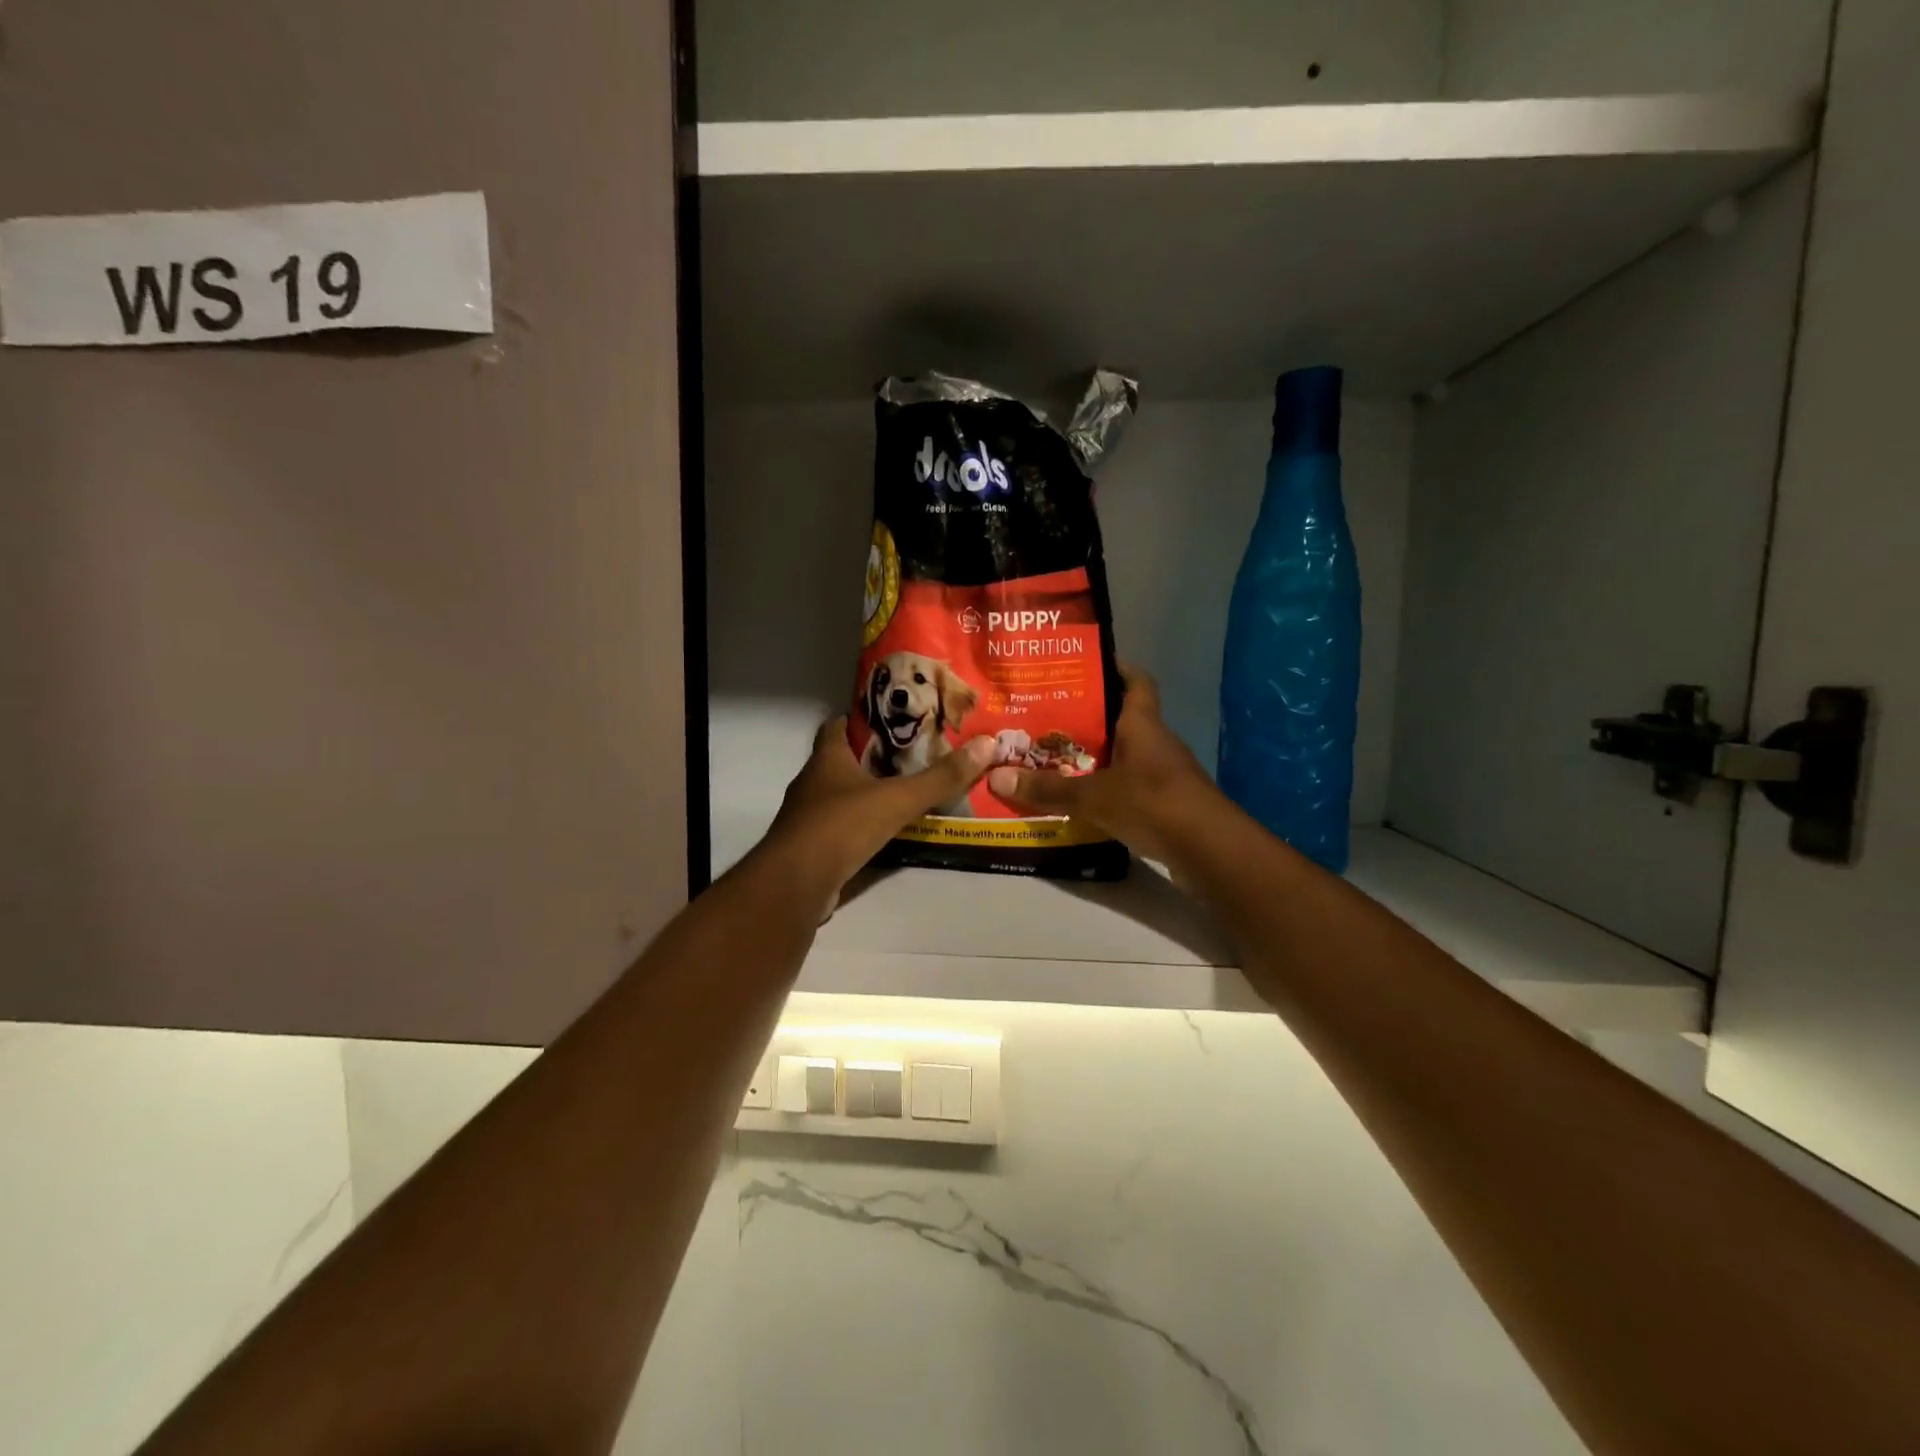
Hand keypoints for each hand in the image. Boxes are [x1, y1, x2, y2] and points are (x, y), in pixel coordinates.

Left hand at [760, 718, 995, 896]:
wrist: (795, 885)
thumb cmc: (841, 827)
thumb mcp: (897, 798)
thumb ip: (941, 777)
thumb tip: (987, 744)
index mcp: (826, 759)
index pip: (838, 725)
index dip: (862, 719)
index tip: (896, 719)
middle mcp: (813, 782)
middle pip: (844, 761)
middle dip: (875, 758)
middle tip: (916, 755)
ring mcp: (809, 817)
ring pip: (843, 796)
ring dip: (870, 794)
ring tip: (909, 792)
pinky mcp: (812, 848)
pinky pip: (842, 828)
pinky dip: (863, 827)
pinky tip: (889, 832)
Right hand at [987, 668, 1224, 863]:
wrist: (1210, 851)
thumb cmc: (1153, 804)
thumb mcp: (1093, 796)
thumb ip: (1048, 788)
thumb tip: (996, 776)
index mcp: (1143, 725)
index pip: (1136, 681)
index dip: (1116, 668)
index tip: (1086, 665)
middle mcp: (1156, 743)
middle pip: (1122, 720)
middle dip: (1088, 719)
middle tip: (1047, 719)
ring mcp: (1164, 774)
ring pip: (1124, 756)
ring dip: (1095, 758)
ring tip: (1053, 759)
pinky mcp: (1166, 804)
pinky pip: (1129, 787)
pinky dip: (1106, 790)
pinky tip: (1079, 800)